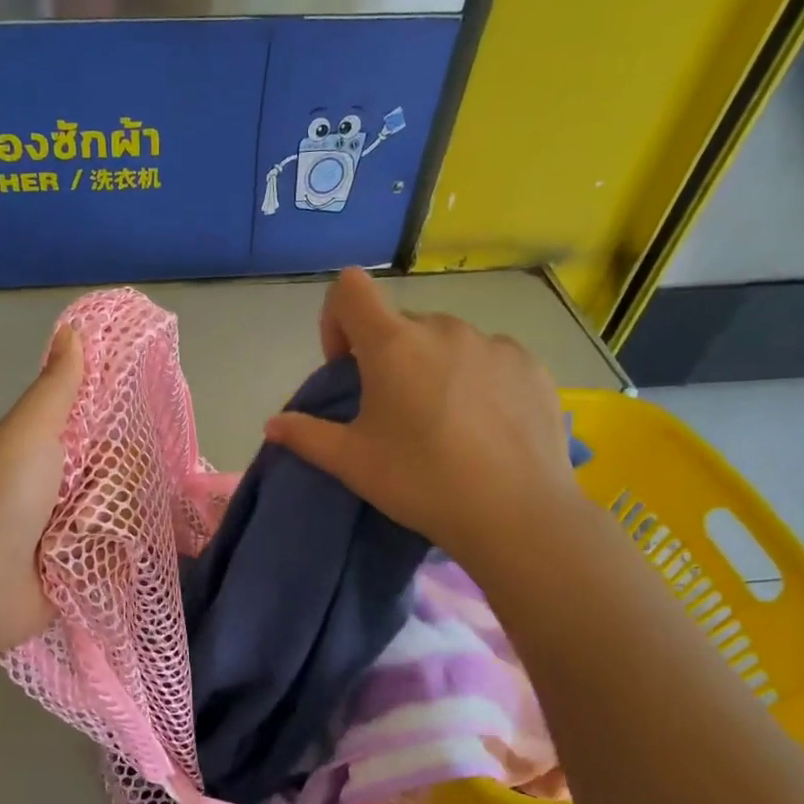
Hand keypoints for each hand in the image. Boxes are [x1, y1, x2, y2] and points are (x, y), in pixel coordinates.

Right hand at [264, 268, 579, 559]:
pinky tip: (485, 428)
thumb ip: (306, 436)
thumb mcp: (352, 463)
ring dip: (434, 368)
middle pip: (401, 325)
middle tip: (394, 414)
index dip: (337, 320)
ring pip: (447, 343)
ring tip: (445, 425)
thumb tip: (273, 424)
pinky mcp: (530, 365)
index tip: (347, 368)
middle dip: (388, 358)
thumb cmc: (420, 482)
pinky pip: (490, 359)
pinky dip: (477, 381)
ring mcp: (494, 343)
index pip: (350, 289)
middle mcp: (444, 329)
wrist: (515, 514)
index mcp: (393, 344)